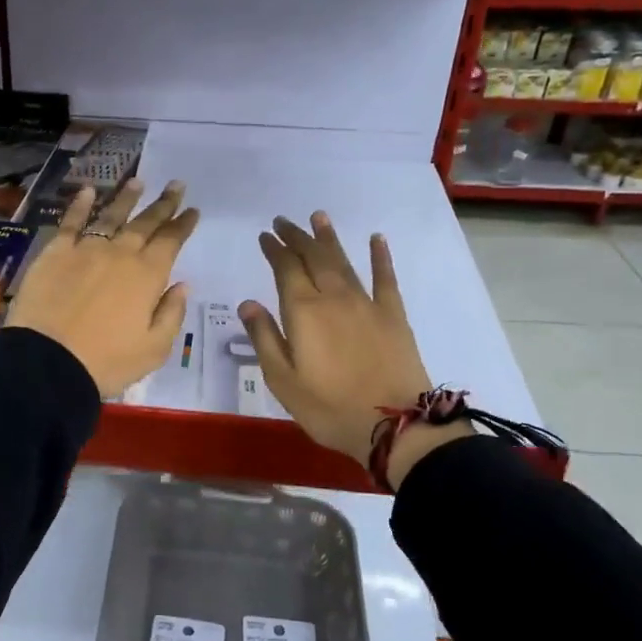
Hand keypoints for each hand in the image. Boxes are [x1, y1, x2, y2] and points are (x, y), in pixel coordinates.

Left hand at [7, 179, 199, 397]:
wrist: (47, 362)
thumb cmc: (106, 362)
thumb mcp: (154, 349)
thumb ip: (171, 314)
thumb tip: (183, 285)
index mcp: (147, 277)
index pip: (171, 242)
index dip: (183, 224)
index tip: (192, 209)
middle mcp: (120, 254)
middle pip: (145, 223)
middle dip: (163, 204)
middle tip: (176, 185)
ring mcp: (85, 249)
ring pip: (111, 216)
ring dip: (127, 198)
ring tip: (139, 182)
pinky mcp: (54, 253)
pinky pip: (70, 222)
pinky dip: (79, 204)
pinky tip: (87, 191)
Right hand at [240, 212, 462, 480]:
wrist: (393, 422)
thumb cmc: (328, 407)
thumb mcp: (282, 380)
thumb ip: (264, 337)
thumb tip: (247, 303)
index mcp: (303, 311)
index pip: (285, 268)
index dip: (274, 249)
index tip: (265, 236)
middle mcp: (334, 297)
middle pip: (313, 257)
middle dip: (296, 237)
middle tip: (283, 221)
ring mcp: (366, 303)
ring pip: (344, 261)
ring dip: (329, 238)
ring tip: (318, 217)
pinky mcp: (393, 315)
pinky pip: (385, 278)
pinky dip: (380, 257)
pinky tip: (376, 240)